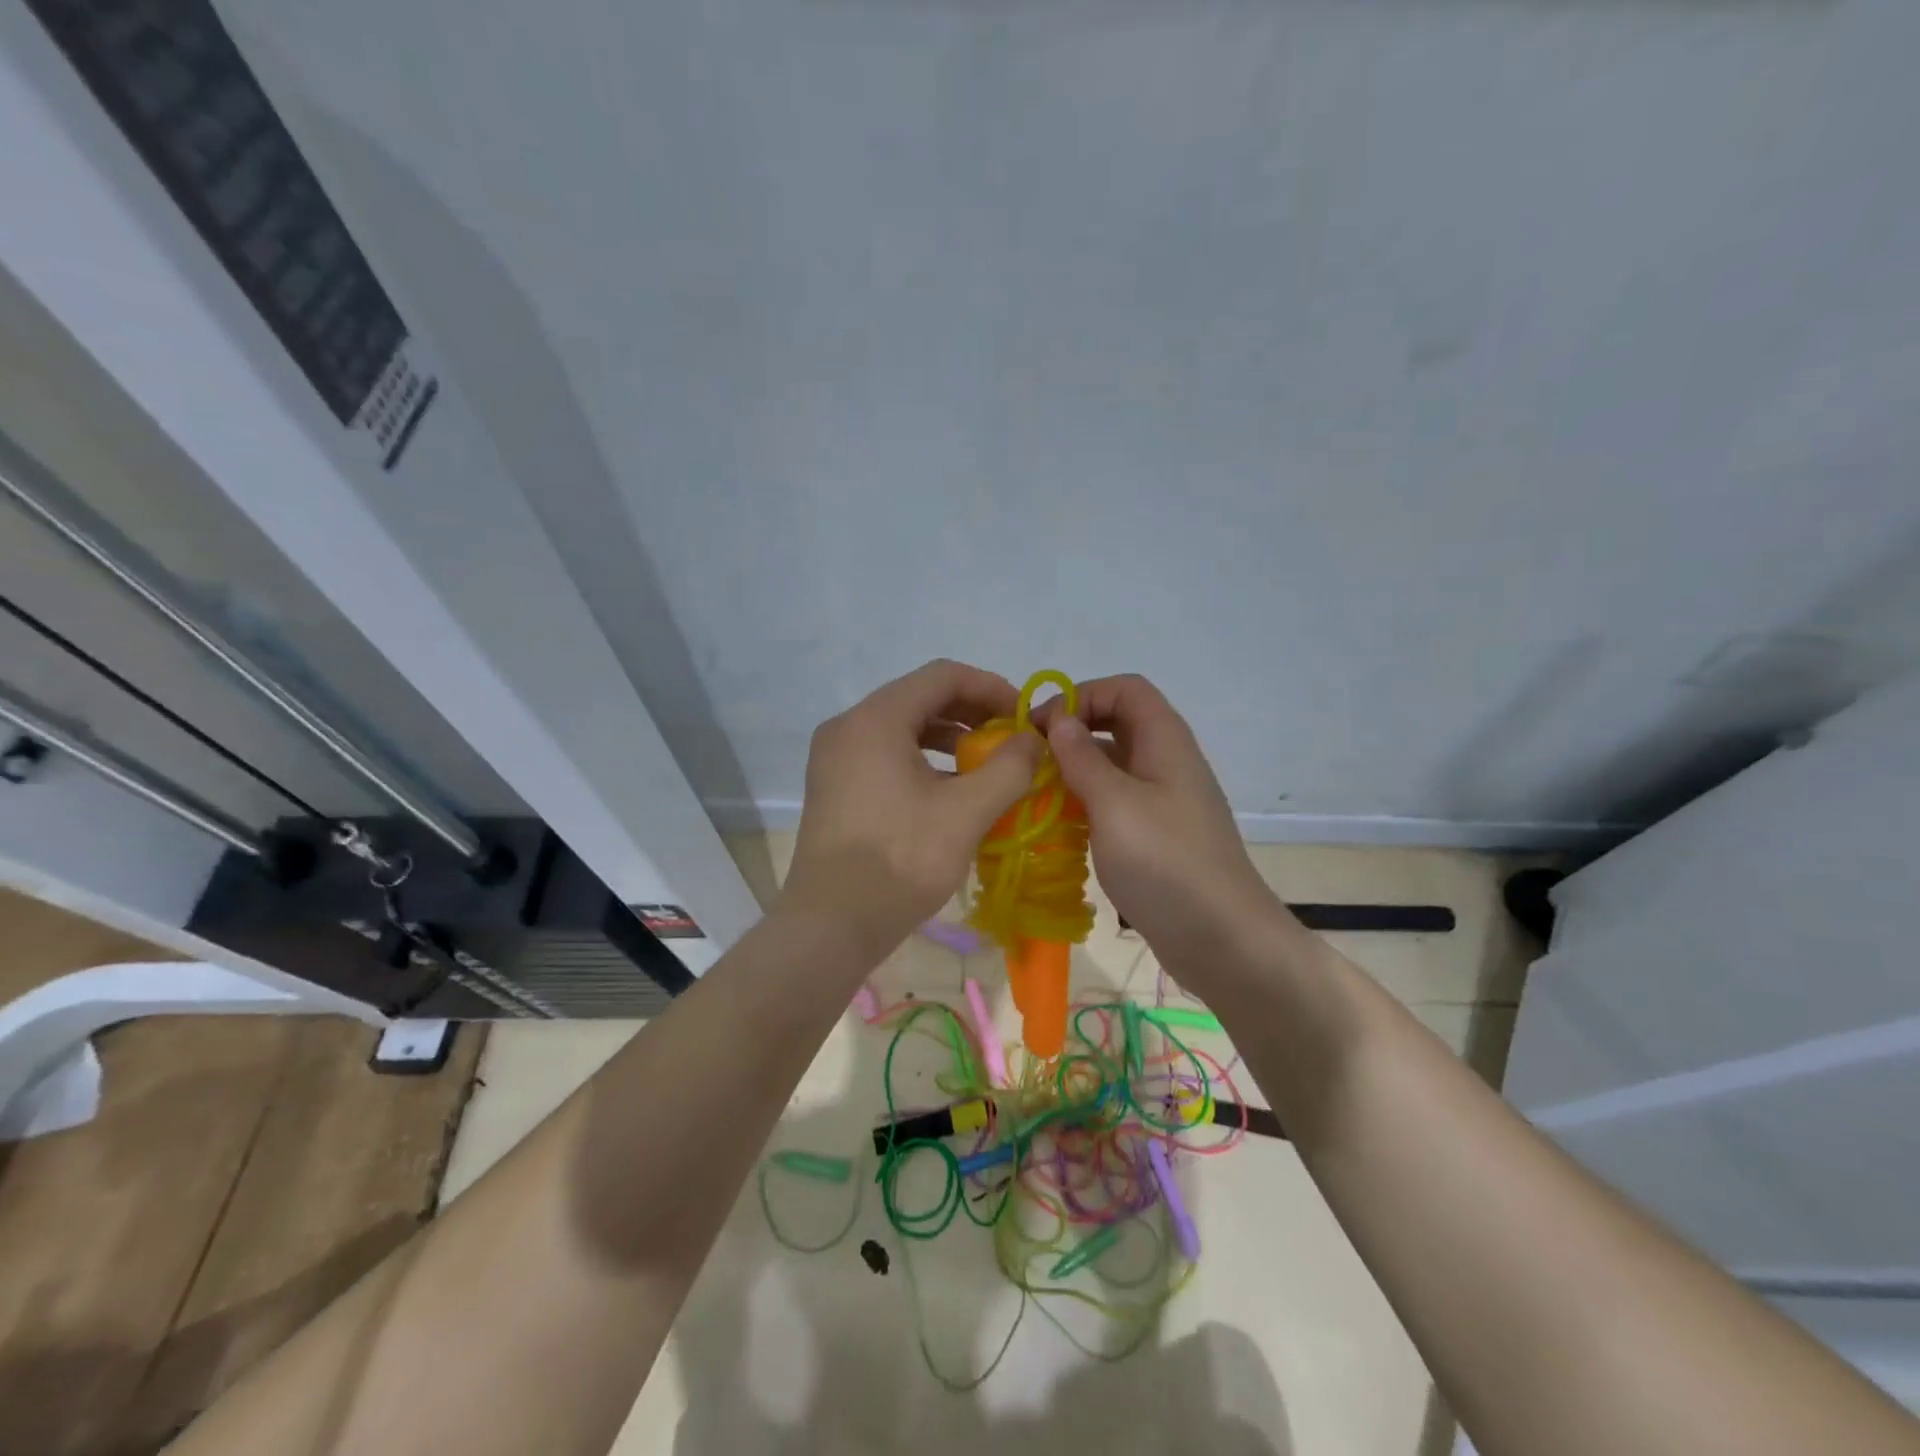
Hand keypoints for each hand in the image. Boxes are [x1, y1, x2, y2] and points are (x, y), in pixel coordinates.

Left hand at [781, 659, 1040, 958]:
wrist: (831, 924)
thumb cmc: (900, 860)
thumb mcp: (966, 812)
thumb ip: (1009, 767)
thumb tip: (1033, 740)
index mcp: (876, 719)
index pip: (942, 676)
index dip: (991, 688)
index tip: (1024, 717)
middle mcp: (848, 727)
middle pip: (921, 698)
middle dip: (972, 714)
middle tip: (1011, 740)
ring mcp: (835, 757)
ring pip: (903, 728)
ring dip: (950, 738)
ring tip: (987, 765)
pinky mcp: (834, 786)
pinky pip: (885, 754)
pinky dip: (923, 761)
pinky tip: (951, 790)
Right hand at [1033, 675, 1296, 987]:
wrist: (1222, 939)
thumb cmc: (1166, 862)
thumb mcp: (1114, 804)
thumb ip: (1082, 758)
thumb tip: (1060, 719)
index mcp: (1165, 741)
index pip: (1124, 689)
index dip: (1082, 694)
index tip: (1042, 726)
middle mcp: (1167, 761)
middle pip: (1118, 723)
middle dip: (1074, 731)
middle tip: (1032, 757)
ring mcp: (1165, 800)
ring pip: (1115, 764)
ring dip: (1076, 769)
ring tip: (1037, 791)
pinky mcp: (1158, 834)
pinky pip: (1117, 801)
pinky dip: (1087, 802)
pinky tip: (1060, 825)